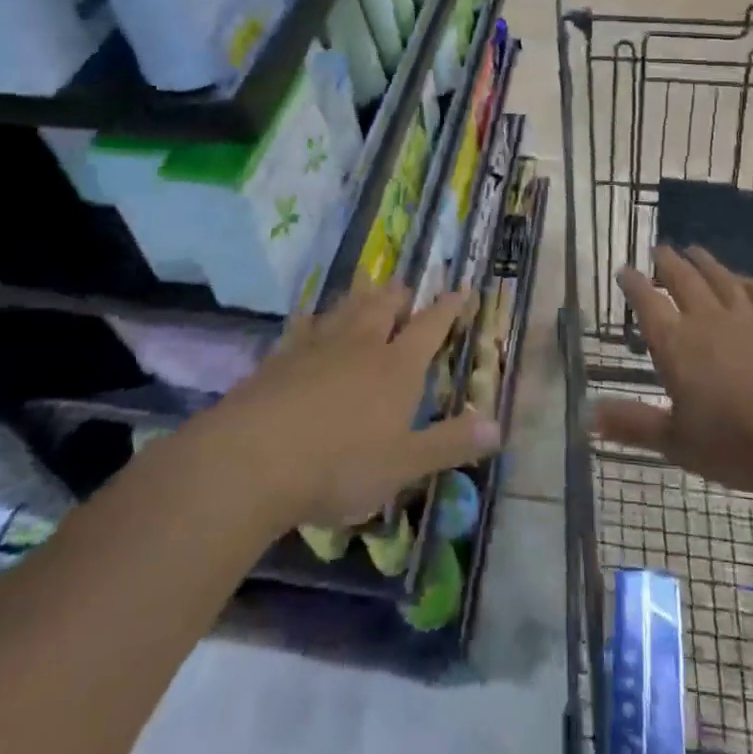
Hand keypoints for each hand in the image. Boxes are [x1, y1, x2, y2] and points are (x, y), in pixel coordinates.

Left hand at [206, 281, 500, 529]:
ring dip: (361, 297)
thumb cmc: (340, 465)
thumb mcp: (404, 464)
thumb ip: (450, 443)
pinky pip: (304, 325)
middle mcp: (361, 344)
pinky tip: (311, 319)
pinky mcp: (281, 356)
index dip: (449, 307)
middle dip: (400, 295)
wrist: (254, 458)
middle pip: (385, 306)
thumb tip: (498, 426)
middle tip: (406, 288)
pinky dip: (315, 318)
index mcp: (397, 367)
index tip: (462, 289)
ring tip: (367, 288)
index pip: (431, 326)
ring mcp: (318, 346)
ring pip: (346, 308)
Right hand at [591, 245, 752, 492]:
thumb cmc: (736, 440)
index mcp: (676, 345)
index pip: (648, 305)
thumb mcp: (677, 442)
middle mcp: (707, 321)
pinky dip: (751, 284)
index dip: (634, 285)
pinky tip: (748, 280)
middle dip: (668, 264)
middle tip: (659, 248)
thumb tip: (586, 416)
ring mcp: (748, 320)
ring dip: (706, 264)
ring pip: (721, 280)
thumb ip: (633, 425)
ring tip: (695, 250)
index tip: (624, 269)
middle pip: (683, 282)